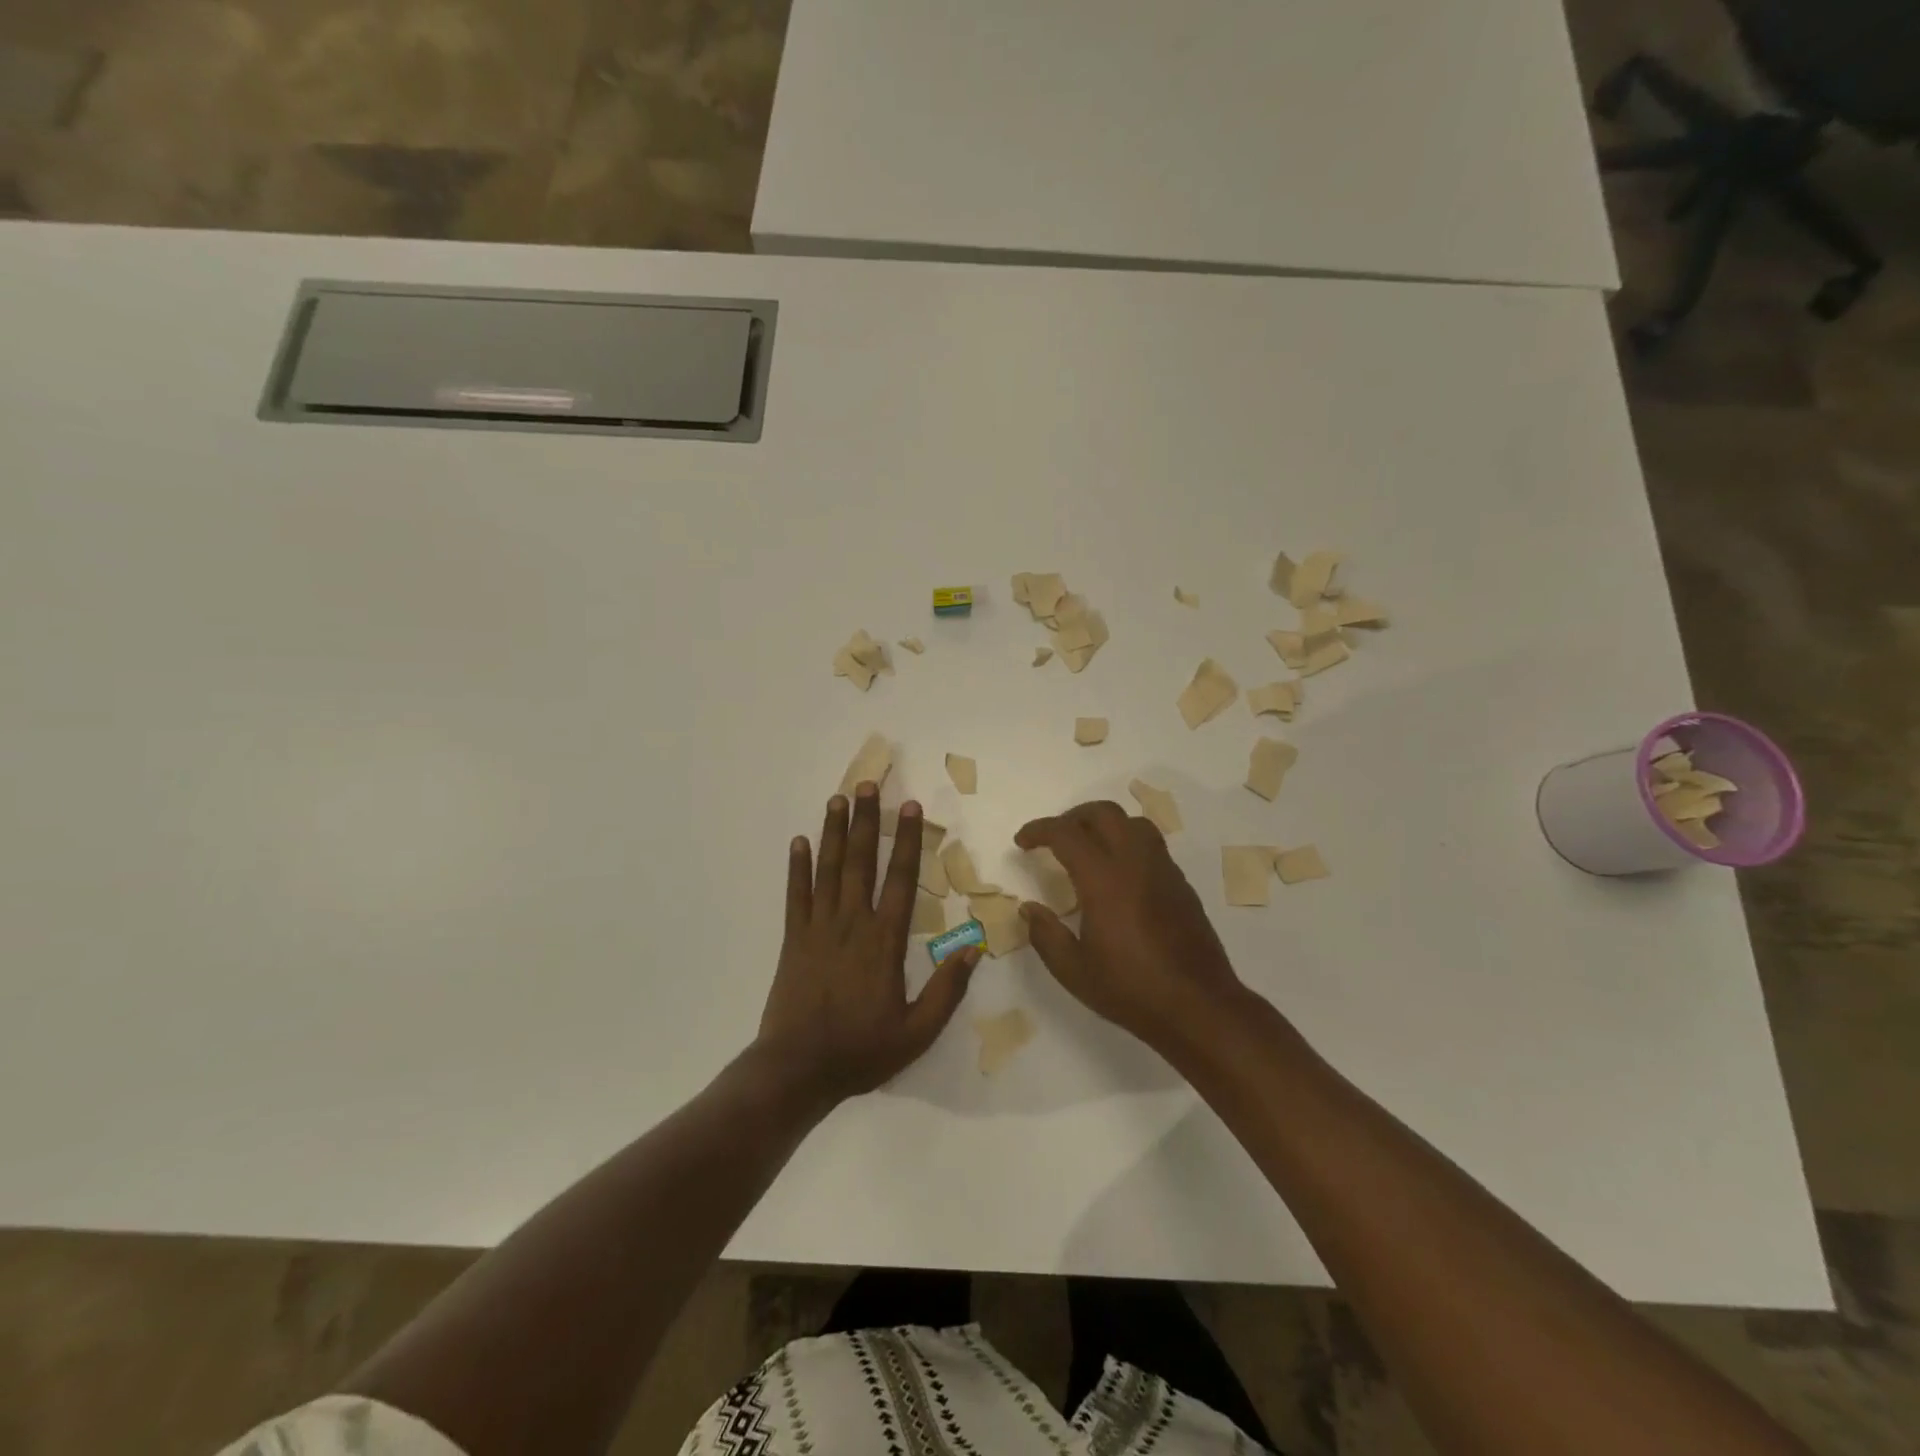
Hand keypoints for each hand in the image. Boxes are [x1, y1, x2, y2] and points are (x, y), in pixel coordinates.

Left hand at [756, 784, 979, 1104]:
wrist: (797, 1070)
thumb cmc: (861, 1051)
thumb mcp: (917, 1032)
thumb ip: (946, 990)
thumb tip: (973, 949)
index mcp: (884, 941)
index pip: (899, 879)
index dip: (907, 840)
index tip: (910, 807)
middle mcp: (851, 924)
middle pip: (861, 862)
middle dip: (867, 820)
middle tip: (868, 784)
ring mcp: (818, 928)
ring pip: (828, 870)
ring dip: (834, 832)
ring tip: (838, 799)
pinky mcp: (794, 940)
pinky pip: (796, 895)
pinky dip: (797, 867)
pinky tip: (800, 841)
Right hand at [1014, 800, 1250, 1054]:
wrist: (1198, 1006)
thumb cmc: (1131, 990)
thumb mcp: (1073, 970)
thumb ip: (1045, 934)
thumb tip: (1029, 909)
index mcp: (1104, 879)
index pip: (1066, 833)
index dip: (1039, 830)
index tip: (1022, 842)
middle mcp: (1135, 863)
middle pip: (1104, 813)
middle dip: (1073, 816)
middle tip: (1054, 838)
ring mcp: (1163, 870)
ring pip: (1133, 823)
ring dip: (1105, 824)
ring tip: (1088, 847)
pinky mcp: (1181, 884)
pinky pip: (1152, 845)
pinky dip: (1128, 843)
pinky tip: (1119, 874)